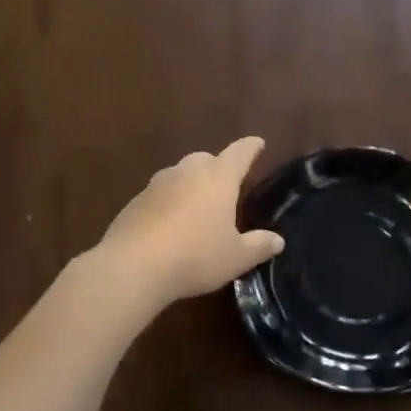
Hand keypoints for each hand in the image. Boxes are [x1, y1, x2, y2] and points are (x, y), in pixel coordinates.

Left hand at [94, 136, 285, 306]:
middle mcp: (187, 171)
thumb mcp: (236, 257)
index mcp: (218, 177)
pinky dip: (169, 203)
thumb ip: (258, 246)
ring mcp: (157, 184)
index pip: (240, 153)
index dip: (251, 148)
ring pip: (180, 174)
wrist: (132, 266)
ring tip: (197, 207)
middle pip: (206, 159)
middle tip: (226, 184)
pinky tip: (170, 225)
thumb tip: (278, 240)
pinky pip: (159, 194)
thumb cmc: (195, 256)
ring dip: (190, 184)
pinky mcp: (135, 201)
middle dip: (218, 167)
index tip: (258, 143)